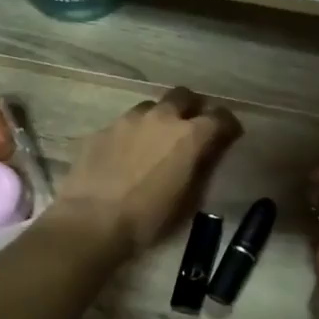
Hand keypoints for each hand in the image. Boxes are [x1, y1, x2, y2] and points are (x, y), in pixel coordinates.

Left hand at [51, 88, 239, 259]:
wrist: (90, 223)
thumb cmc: (148, 219)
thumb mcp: (189, 201)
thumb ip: (202, 170)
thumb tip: (207, 156)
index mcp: (190, 135)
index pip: (221, 116)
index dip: (228, 125)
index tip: (228, 136)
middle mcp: (161, 117)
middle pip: (184, 95)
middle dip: (192, 108)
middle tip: (190, 129)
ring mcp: (128, 120)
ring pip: (151, 107)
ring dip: (159, 119)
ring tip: (155, 142)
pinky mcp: (101, 130)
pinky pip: (124, 124)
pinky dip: (131, 135)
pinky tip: (125, 156)